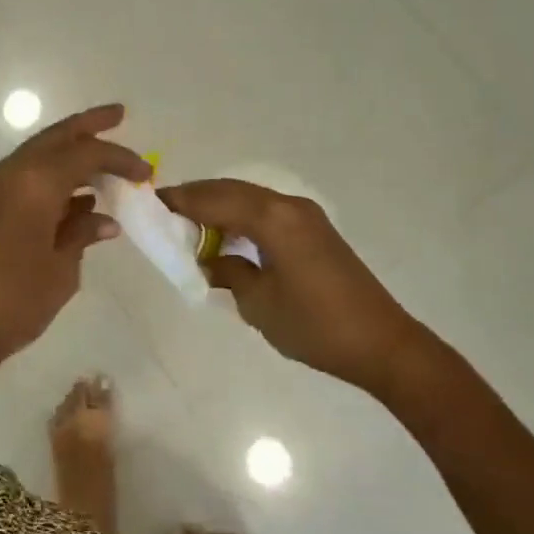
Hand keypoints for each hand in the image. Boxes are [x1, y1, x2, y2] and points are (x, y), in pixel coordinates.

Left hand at [0, 104, 149, 370]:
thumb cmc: (12, 302)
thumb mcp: (60, 270)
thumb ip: (82, 235)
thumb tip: (103, 219)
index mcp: (34, 182)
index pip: (86, 153)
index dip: (120, 158)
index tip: (146, 174)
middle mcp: (10, 173)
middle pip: (56, 138)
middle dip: (88, 125)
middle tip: (119, 114)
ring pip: (38, 155)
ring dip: (70, 154)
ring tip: (103, 160)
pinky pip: (25, 179)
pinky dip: (52, 180)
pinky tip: (76, 200)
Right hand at [159, 179, 415, 392]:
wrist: (382, 344)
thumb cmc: (315, 326)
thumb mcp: (258, 304)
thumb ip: (228, 273)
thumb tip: (211, 261)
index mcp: (273, 219)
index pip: (215, 199)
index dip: (181, 200)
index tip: (151, 203)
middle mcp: (289, 206)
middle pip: (231, 190)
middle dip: (197, 198)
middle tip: (166, 212)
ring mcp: (305, 216)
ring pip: (249, 198)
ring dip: (219, 206)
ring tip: (189, 225)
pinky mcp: (315, 230)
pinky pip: (266, 211)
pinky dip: (240, 217)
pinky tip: (226, 236)